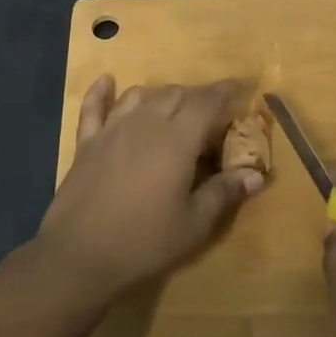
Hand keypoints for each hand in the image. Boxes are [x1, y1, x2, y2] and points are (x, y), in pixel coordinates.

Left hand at [36, 75, 264, 303]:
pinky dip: (101, 92)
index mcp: (177, 139)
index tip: (241, 87)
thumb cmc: (144, 242)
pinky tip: (107, 81)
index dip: (226, 91)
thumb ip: (224, 193)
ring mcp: (112, 129)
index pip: (207, 102)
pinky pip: (93, 107)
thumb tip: (255, 176)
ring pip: (141, 95)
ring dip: (161, 96)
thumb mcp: (194, 224)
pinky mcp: (87, 142)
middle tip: (211, 117)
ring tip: (172, 110)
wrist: (80, 256)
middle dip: (197, 97)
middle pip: (176, 94)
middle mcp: (146, 123)